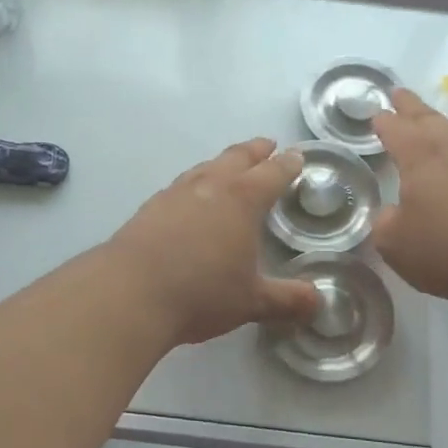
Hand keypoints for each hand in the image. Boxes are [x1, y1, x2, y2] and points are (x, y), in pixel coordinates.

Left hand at [110, 138, 319, 346]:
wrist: (129, 292)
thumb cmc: (200, 292)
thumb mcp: (250, 301)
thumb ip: (286, 300)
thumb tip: (318, 302)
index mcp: (242, 199)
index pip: (272, 173)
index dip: (288, 164)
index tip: (297, 156)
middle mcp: (210, 186)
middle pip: (237, 158)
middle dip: (256, 150)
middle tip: (268, 145)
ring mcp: (176, 194)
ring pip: (206, 167)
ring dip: (223, 162)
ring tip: (229, 166)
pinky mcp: (149, 208)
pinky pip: (181, 185)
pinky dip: (195, 183)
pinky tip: (190, 198)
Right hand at [370, 89, 447, 305]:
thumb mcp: (396, 244)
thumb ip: (386, 223)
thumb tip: (392, 213)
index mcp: (420, 157)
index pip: (397, 130)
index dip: (384, 122)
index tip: (376, 114)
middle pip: (428, 120)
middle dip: (411, 107)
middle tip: (399, 94)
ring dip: (441, 124)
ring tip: (431, 123)